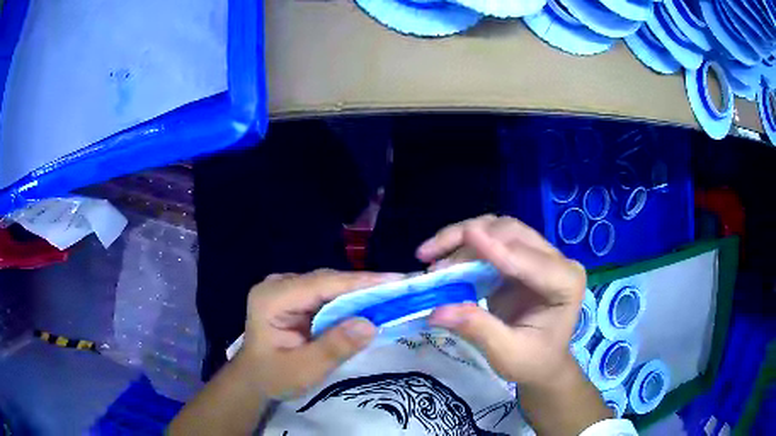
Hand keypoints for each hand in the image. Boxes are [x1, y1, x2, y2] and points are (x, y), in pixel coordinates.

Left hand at [237, 269, 401, 398]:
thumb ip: (334, 347)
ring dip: (360, 292)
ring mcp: (286, 288)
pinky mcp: (294, 296)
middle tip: (402, 289)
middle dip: (364, 286)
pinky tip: (369, 304)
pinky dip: (349, 300)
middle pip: (327, 280)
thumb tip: (370, 324)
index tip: (396, 281)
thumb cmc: (274, 377)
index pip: (322, 284)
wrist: (254, 380)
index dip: (360, 282)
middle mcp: (278, 285)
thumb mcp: (304, 370)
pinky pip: (326, 293)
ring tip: (393, 294)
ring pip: (329, 285)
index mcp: (273, 298)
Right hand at [417, 215, 585, 388]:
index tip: (469, 235)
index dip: (497, 249)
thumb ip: (478, 329)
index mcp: (566, 282)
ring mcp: (536, 255)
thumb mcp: (507, 354)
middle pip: (512, 232)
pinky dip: (463, 245)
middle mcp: (555, 260)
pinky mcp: (517, 257)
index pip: (530, 260)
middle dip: (470, 237)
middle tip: (431, 256)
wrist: (542, 364)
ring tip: (429, 255)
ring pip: (497, 229)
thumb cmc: (533, 362)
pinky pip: (489, 239)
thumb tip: (436, 311)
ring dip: (462, 236)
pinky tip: (441, 257)